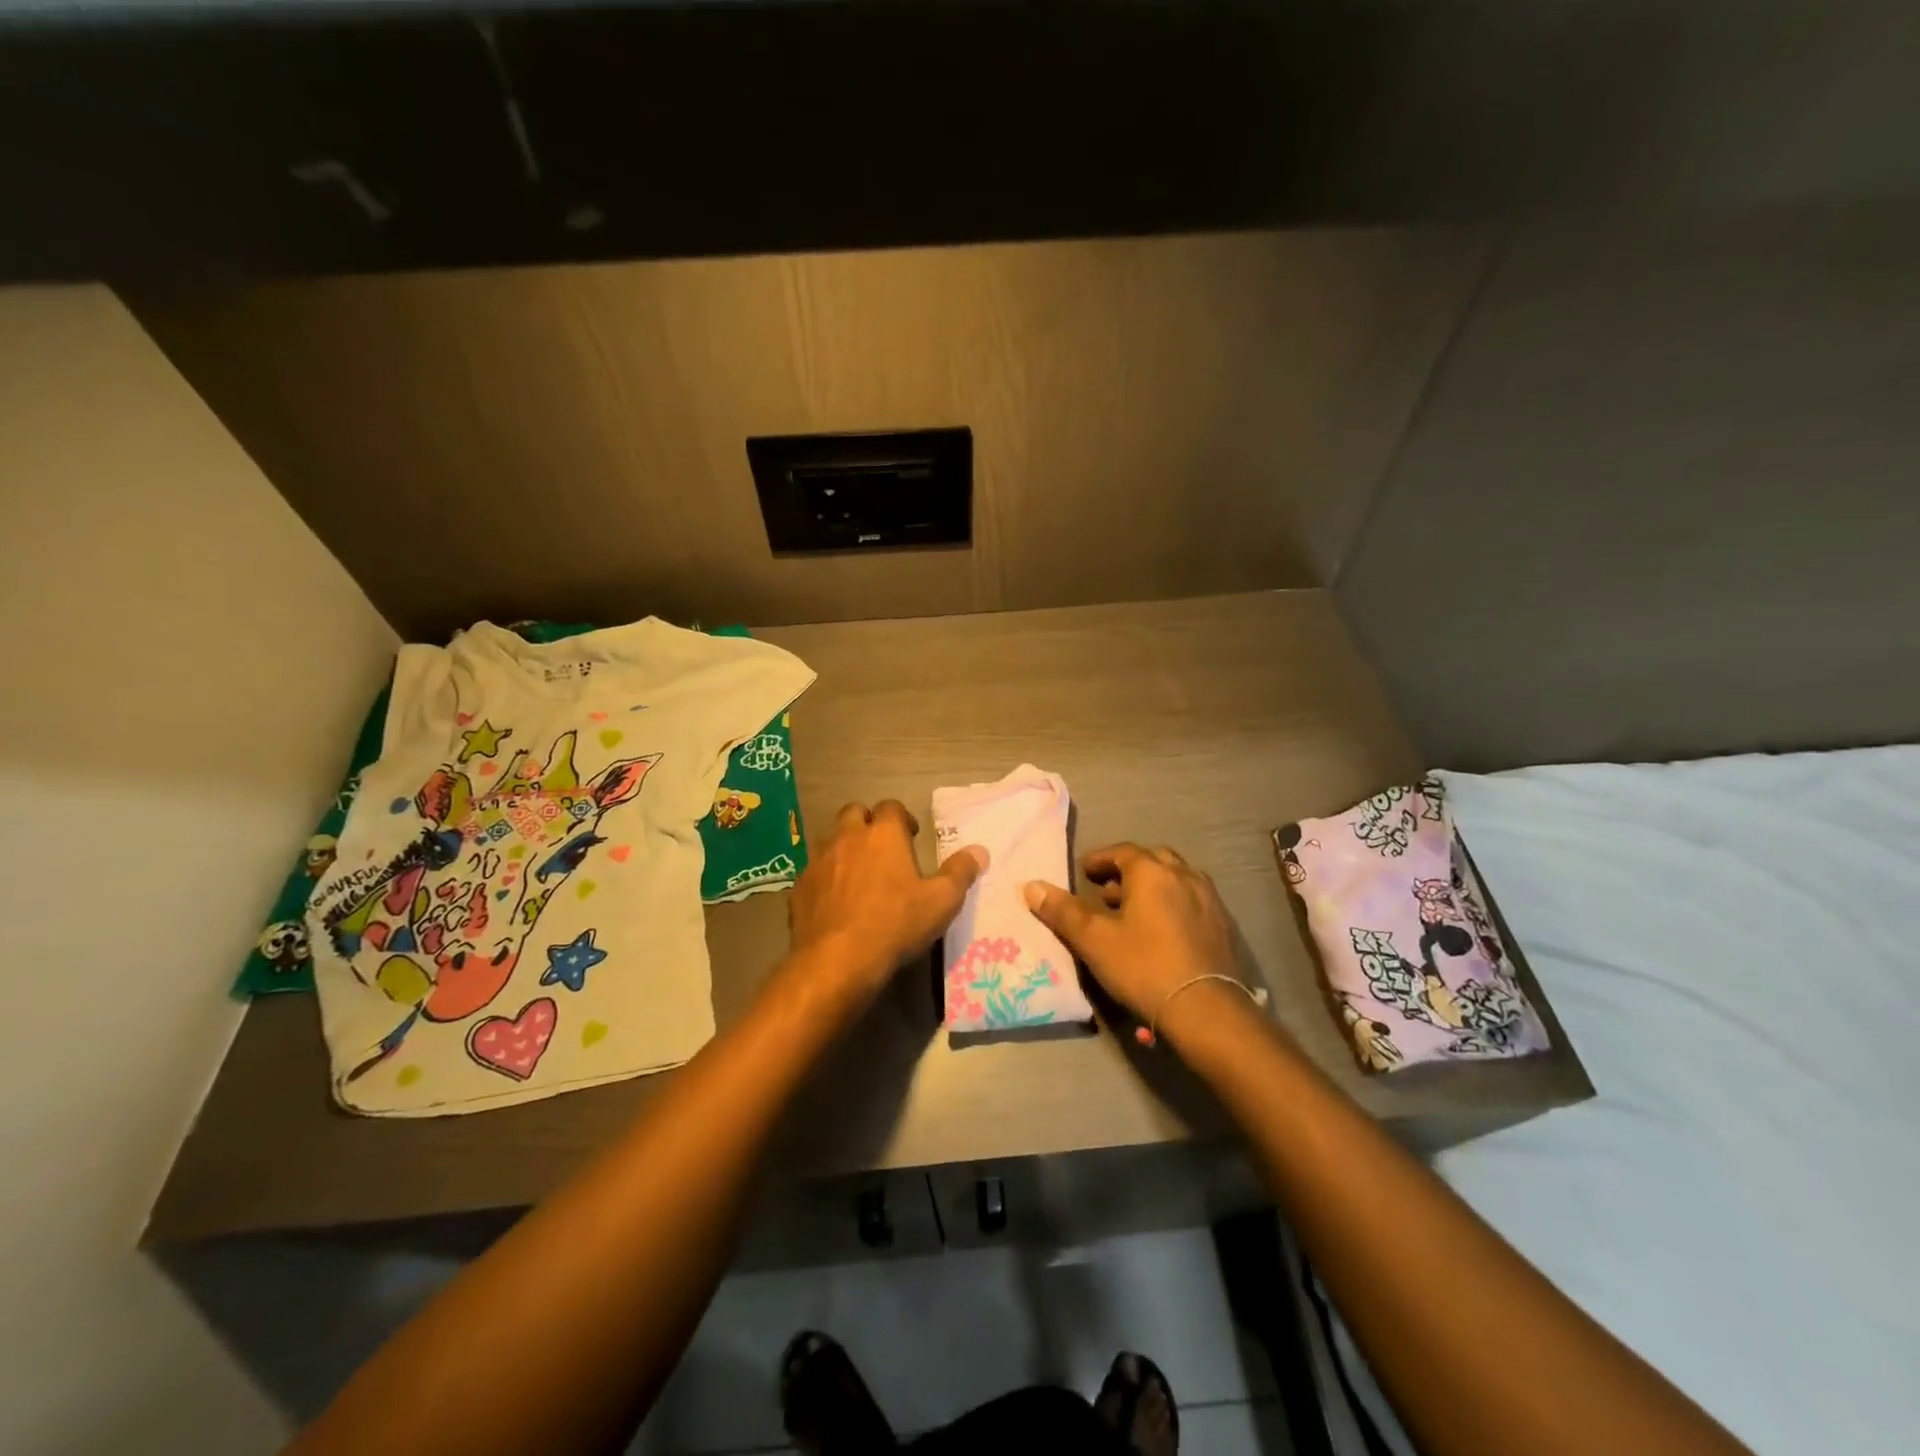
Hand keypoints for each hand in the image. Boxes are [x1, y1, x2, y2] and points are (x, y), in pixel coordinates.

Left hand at [789, 800, 987, 1003]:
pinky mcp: (799, 887)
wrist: (837, 959)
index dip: (902, 818)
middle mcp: (847, 837)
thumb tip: (979, 850)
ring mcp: (819, 861)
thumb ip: (961, 872)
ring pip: (830, 840)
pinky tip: (834, 901)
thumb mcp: (942, 901)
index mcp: (883, 834)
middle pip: (854, 813)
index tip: (911, 836)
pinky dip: (825, 878)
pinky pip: (813, 872)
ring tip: (858, 874)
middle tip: (882, 848)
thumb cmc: (896, 924)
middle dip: (867, 823)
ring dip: (844, 848)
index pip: (891, 807)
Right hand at [1023, 843, 1239, 1022]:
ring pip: (1175, 879)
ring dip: (1152, 887)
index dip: (1100, 859)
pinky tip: (1163, 932)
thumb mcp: (1094, 940)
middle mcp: (1184, 875)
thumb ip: (1062, 911)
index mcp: (1152, 872)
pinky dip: (1173, 904)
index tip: (1084, 871)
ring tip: (1133, 912)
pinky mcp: (1224, 925)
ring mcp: (1209, 899)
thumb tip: (1031, 886)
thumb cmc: (1144, 967)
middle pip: (1152, 860)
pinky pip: (1192, 901)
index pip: (1122, 852)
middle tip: (1108, 890)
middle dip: (1128, 870)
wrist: (1207, 1010)